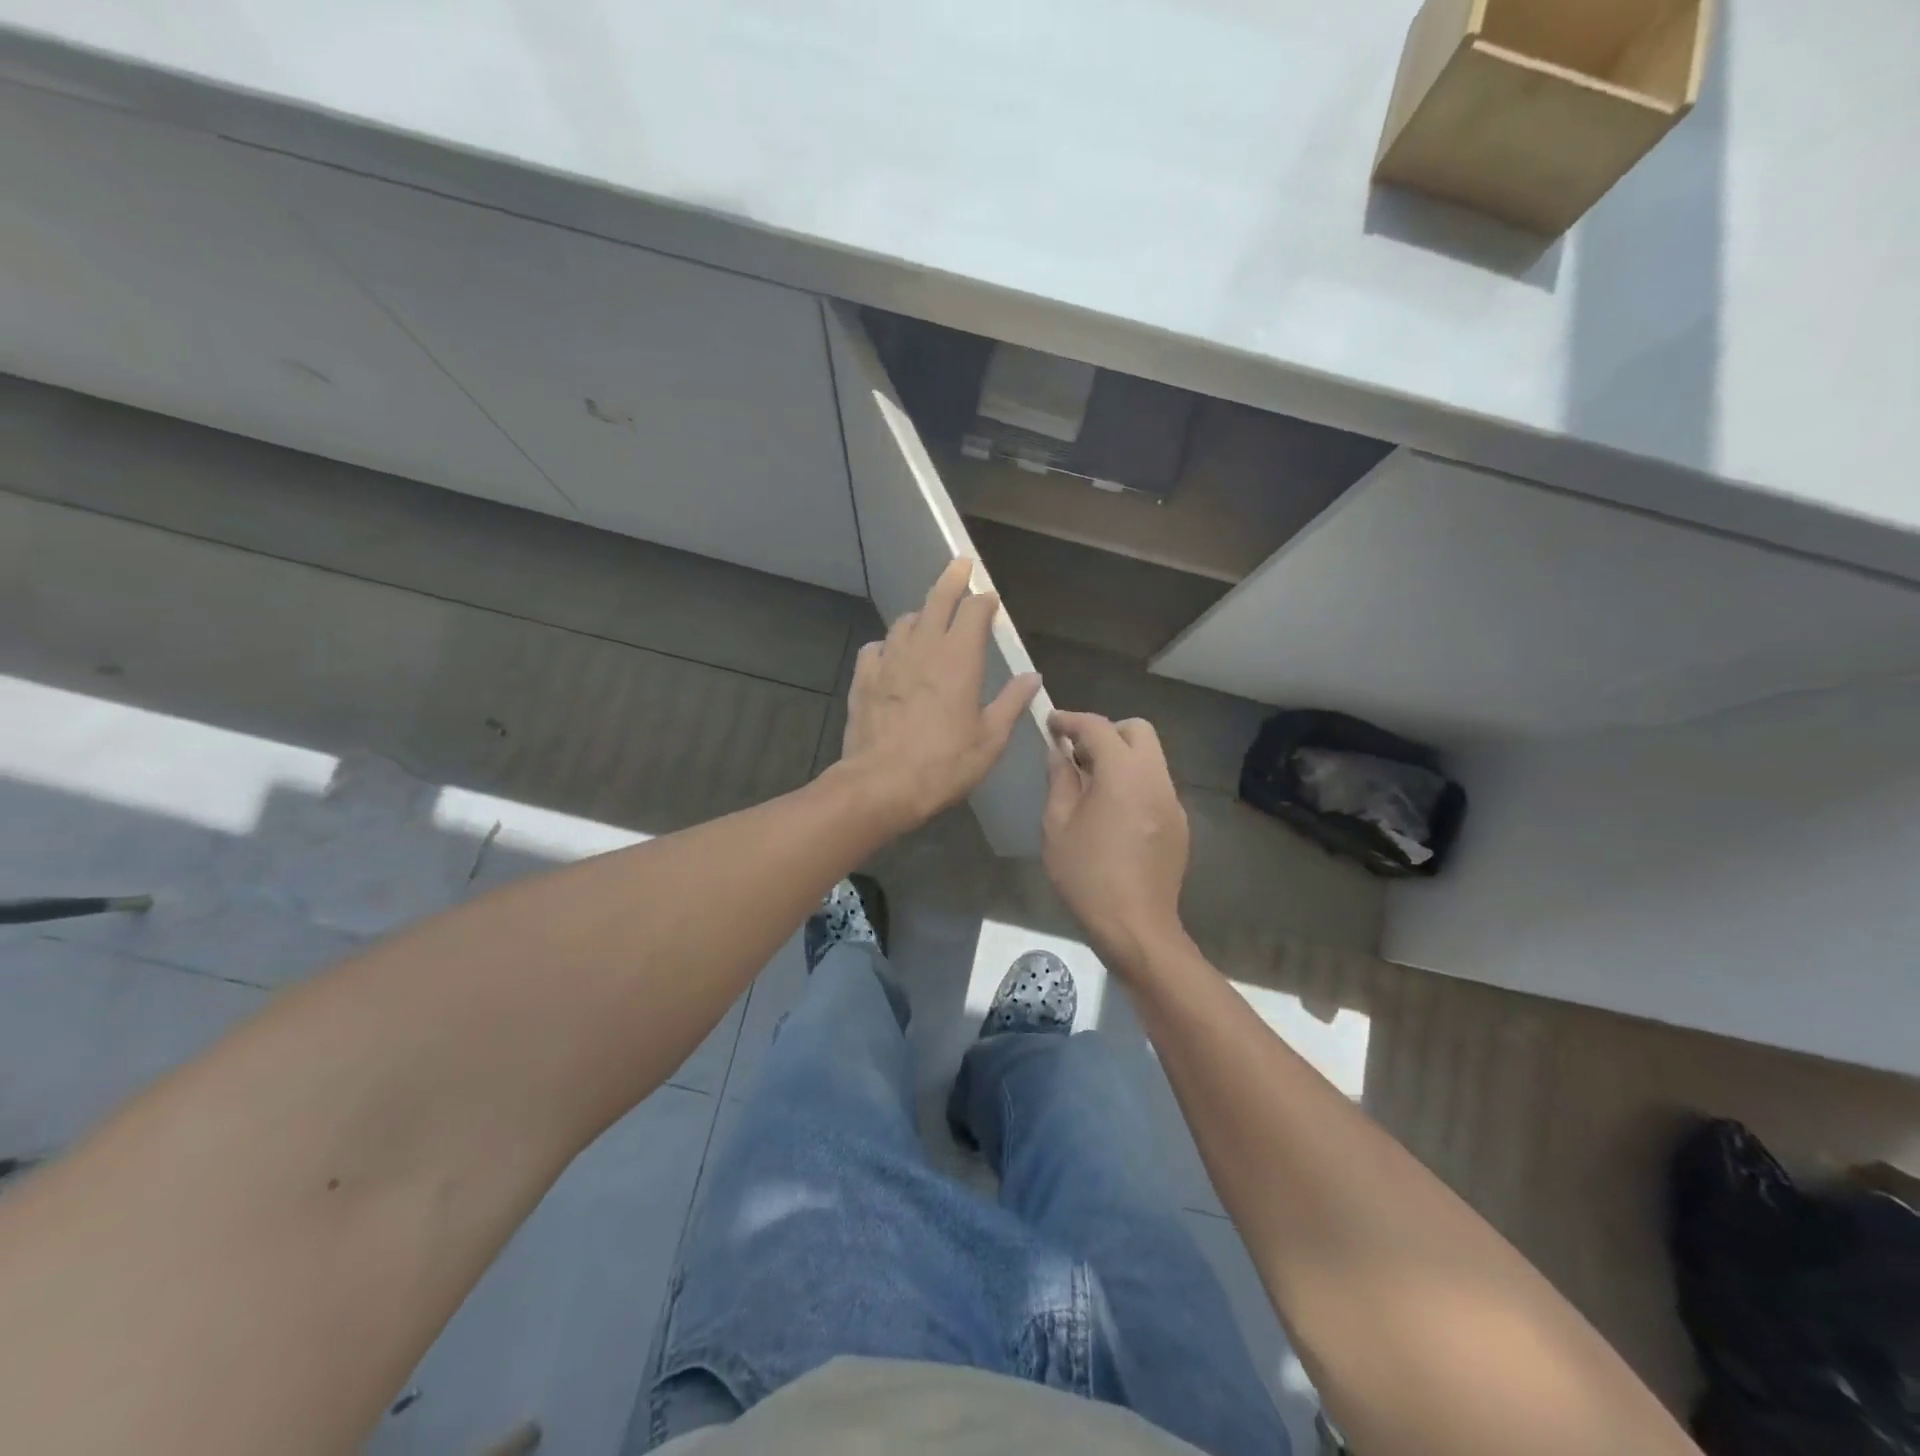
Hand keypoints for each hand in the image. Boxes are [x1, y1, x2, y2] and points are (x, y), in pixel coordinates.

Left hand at [839, 559, 1041, 834]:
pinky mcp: (863, 677)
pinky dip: (888, 645)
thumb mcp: (991, 739)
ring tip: (928, 620)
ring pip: (905, 622)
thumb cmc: (944, 764)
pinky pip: (876, 648)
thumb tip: (1032, 676)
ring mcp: (889, 660)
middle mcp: (924, 648)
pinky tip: (891, 656)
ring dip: (920, 616)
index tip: (990, 599)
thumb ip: (1012, 702)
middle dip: (951, 580)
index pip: (974, 611)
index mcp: (960, 658)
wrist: (881, 784)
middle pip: (937, 600)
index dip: (984, 601)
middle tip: (960, 565)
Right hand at [1043, 711, 1190, 969]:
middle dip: (1106, 732)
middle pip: (1137, 731)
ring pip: (1150, 758)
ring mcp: (1172, 801)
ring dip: (1121, 758)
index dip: (1071, 720)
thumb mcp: (1057, 826)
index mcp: (1123, 774)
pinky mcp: (1179, 824)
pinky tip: (1112, 814)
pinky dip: (1133, 783)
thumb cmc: (1087, 876)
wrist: (1136, 927)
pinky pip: (1155, 786)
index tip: (1051, 723)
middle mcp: (1155, 778)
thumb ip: (1060, 780)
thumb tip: (1059, 754)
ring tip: (1091, 786)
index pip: (1098, 727)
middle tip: (1077, 755)